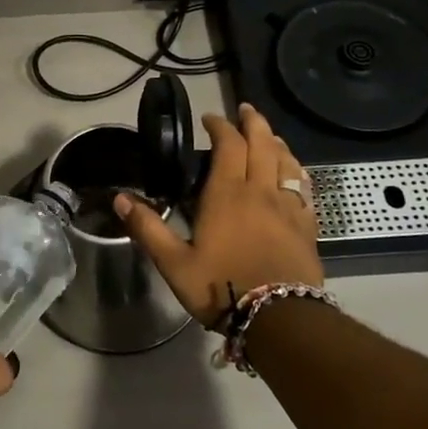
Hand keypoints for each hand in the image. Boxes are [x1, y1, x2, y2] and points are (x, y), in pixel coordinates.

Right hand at [115, 103, 323, 328]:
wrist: (280, 319)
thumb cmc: (222, 287)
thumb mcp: (174, 263)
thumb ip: (148, 228)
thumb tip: (120, 200)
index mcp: (227, 193)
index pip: (228, 145)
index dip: (220, 126)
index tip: (210, 119)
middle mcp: (260, 190)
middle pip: (262, 143)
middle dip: (252, 122)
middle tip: (244, 110)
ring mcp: (288, 206)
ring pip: (286, 161)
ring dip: (276, 142)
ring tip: (269, 135)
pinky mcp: (307, 225)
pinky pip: (304, 187)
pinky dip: (297, 171)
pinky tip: (295, 173)